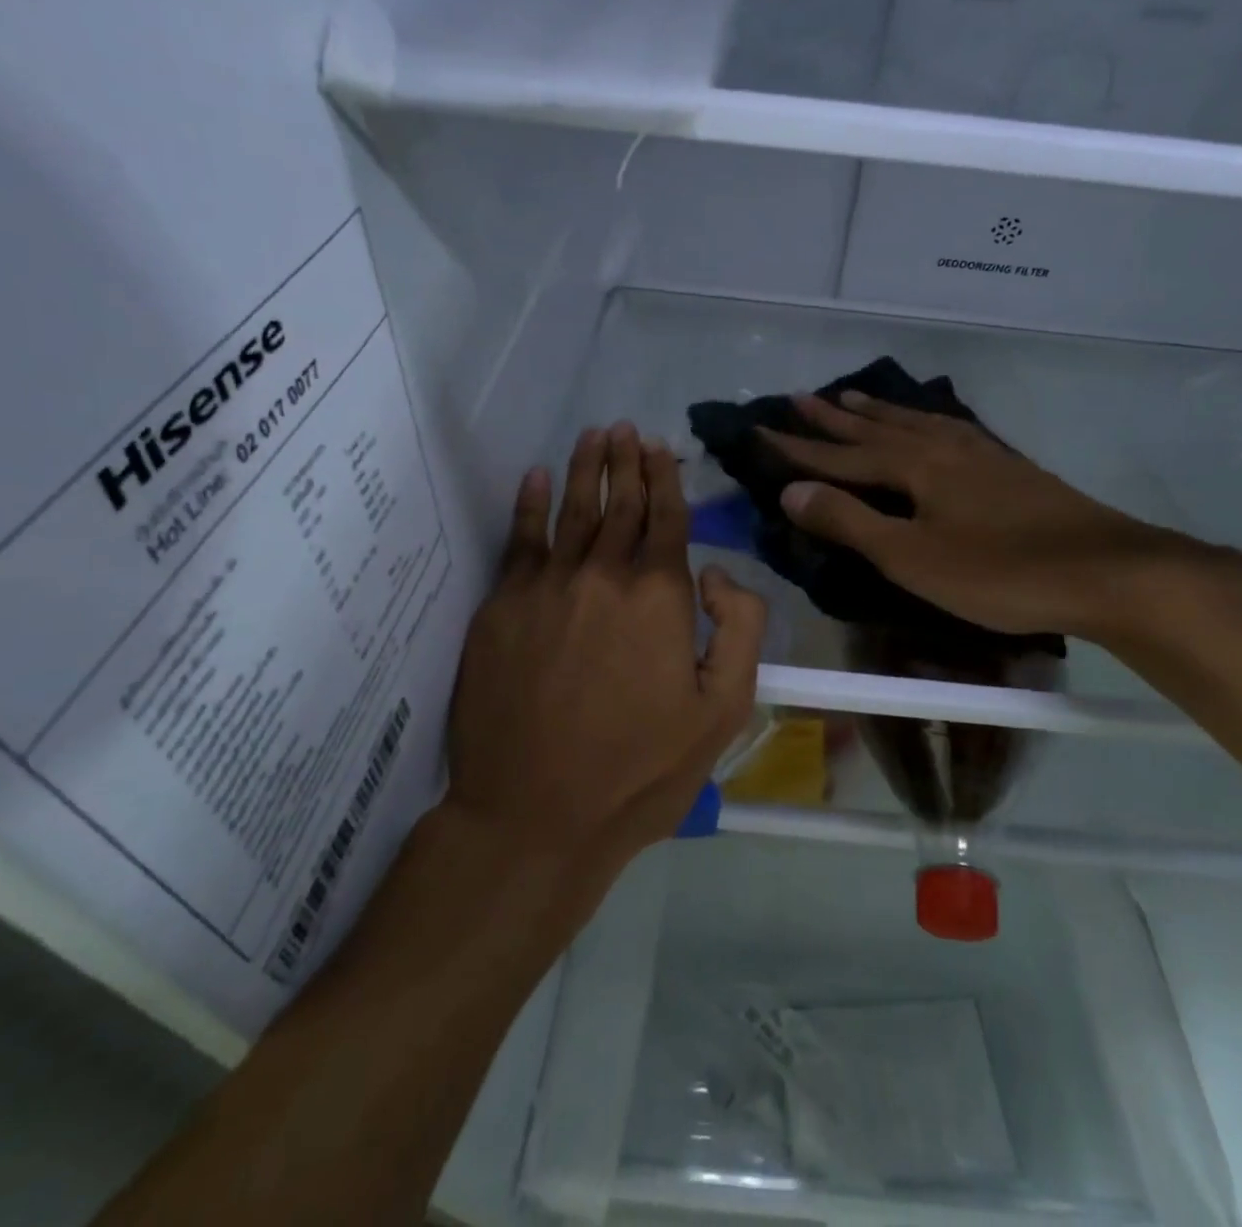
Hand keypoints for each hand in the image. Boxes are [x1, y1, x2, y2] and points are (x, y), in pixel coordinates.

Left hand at [446, 422, 766, 869]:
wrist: (535, 814)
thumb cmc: (640, 770)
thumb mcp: (723, 711)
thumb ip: (740, 630)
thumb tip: (717, 574)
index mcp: (660, 596)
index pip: (667, 518)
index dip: (666, 478)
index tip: (661, 446)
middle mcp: (603, 575)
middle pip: (619, 504)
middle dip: (626, 462)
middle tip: (627, 428)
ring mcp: (546, 588)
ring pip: (571, 511)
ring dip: (584, 469)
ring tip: (593, 435)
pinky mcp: (501, 608)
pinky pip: (519, 540)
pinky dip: (528, 504)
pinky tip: (534, 478)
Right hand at [765, 392, 1210, 641]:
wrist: (1105, 571)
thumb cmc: (998, 571)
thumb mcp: (911, 556)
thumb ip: (850, 522)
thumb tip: (789, 491)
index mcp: (914, 467)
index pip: (840, 456)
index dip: (797, 448)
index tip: (759, 430)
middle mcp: (942, 448)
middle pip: (875, 429)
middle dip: (832, 418)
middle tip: (798, 397)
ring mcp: (980, 454)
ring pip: (914, 423)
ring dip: (877, 412)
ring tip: (851, 397)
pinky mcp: (1008, 468)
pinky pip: (948, 430)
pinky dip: (923, 422)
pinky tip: (931, 426)